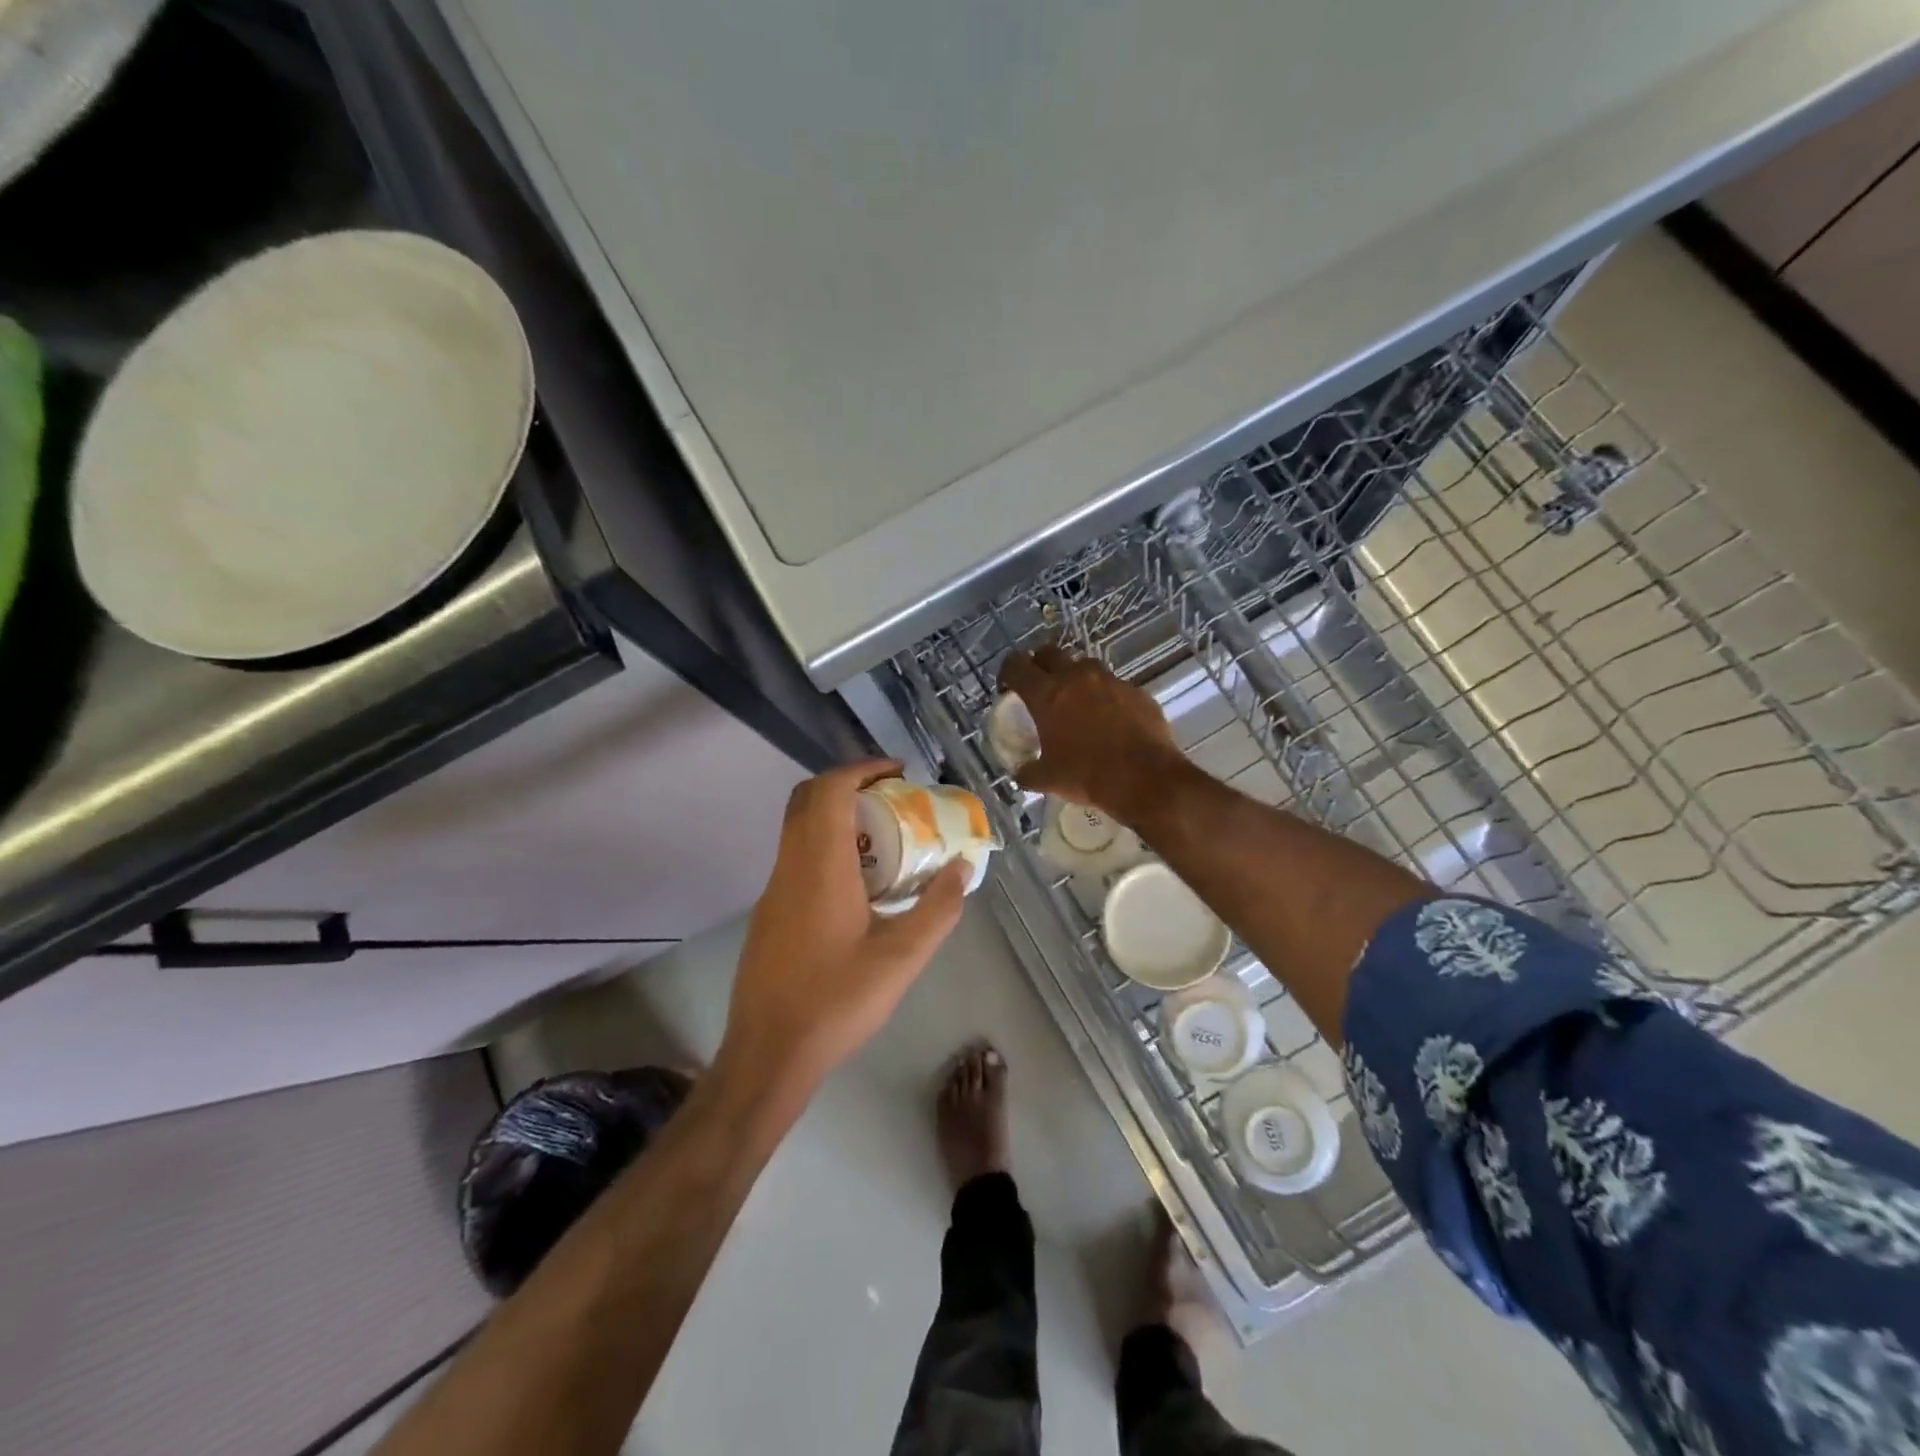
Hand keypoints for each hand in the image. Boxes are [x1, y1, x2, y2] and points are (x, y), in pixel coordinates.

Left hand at [719, 760, 968, 1103]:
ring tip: (885, 839)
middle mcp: (790, 867)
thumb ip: (938, 908)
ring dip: (837, 817)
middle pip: (808, 799)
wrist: (768, 1053)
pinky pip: (797, 857)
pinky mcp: (769, 912)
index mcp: (820, 867)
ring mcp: (774, 890)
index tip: (899, 773)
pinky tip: (858, 884)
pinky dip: (826, 846)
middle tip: (892, 799)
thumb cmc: (837, 1001)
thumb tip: (962, 868)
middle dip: (850, 786)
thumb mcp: (902, 958)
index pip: (830, 790)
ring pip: (799, 828)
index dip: (863, 770)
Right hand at [998, 645, 1184, 818]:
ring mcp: (1110, 680)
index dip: (1007, 673)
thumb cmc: (1087, 775)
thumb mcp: (1048, 779)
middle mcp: (1077, 677)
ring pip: (1085, 666)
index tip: (1008, 688)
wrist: (1145, 779)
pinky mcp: (1136, 691)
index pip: (1016, 665)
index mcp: (1047, 694)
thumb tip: (1021, 771)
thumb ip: (1028, 770)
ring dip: (1075, 679)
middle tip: (1040, 689)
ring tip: (1077, 704)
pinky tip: (1110, 721)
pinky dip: (1106, 697)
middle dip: (1040, 666)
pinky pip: (1114, 686)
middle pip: (1049, 653)